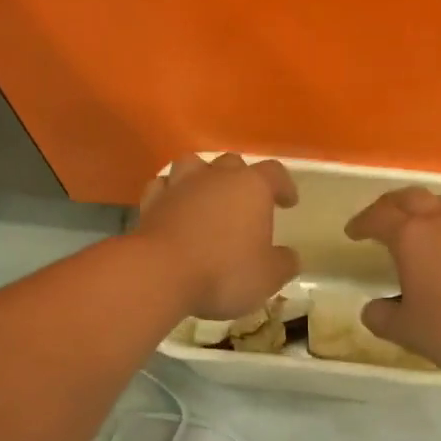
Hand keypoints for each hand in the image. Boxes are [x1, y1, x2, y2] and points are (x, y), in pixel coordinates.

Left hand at [135, 154, 299, 320]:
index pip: (274, 173)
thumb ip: (283, 264)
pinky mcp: (151, 201)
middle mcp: (216, 177)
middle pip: (233, 163)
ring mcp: (180, 185)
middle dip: (242, 178)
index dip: (284, 186)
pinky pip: (163, 186)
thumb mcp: (267, 277)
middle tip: (246, 202)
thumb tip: (289, 257)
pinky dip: (170, 193)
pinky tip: (173, 206)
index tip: (288, 202)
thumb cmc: (223, 272)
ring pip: (193, 164)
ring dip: (202, 176)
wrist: (159, 274)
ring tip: (206, 195)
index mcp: (251, 187)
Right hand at [345, 188, 440, 371]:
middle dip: (390, 204)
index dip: (362, 222)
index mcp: (411, 236)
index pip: (378, 217)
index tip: (352, 232)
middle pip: (410, 196)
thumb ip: (384, 319)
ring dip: (427, 206)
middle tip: (381, 217)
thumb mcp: (411, 331)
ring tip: (423, 221)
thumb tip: (372, 309)